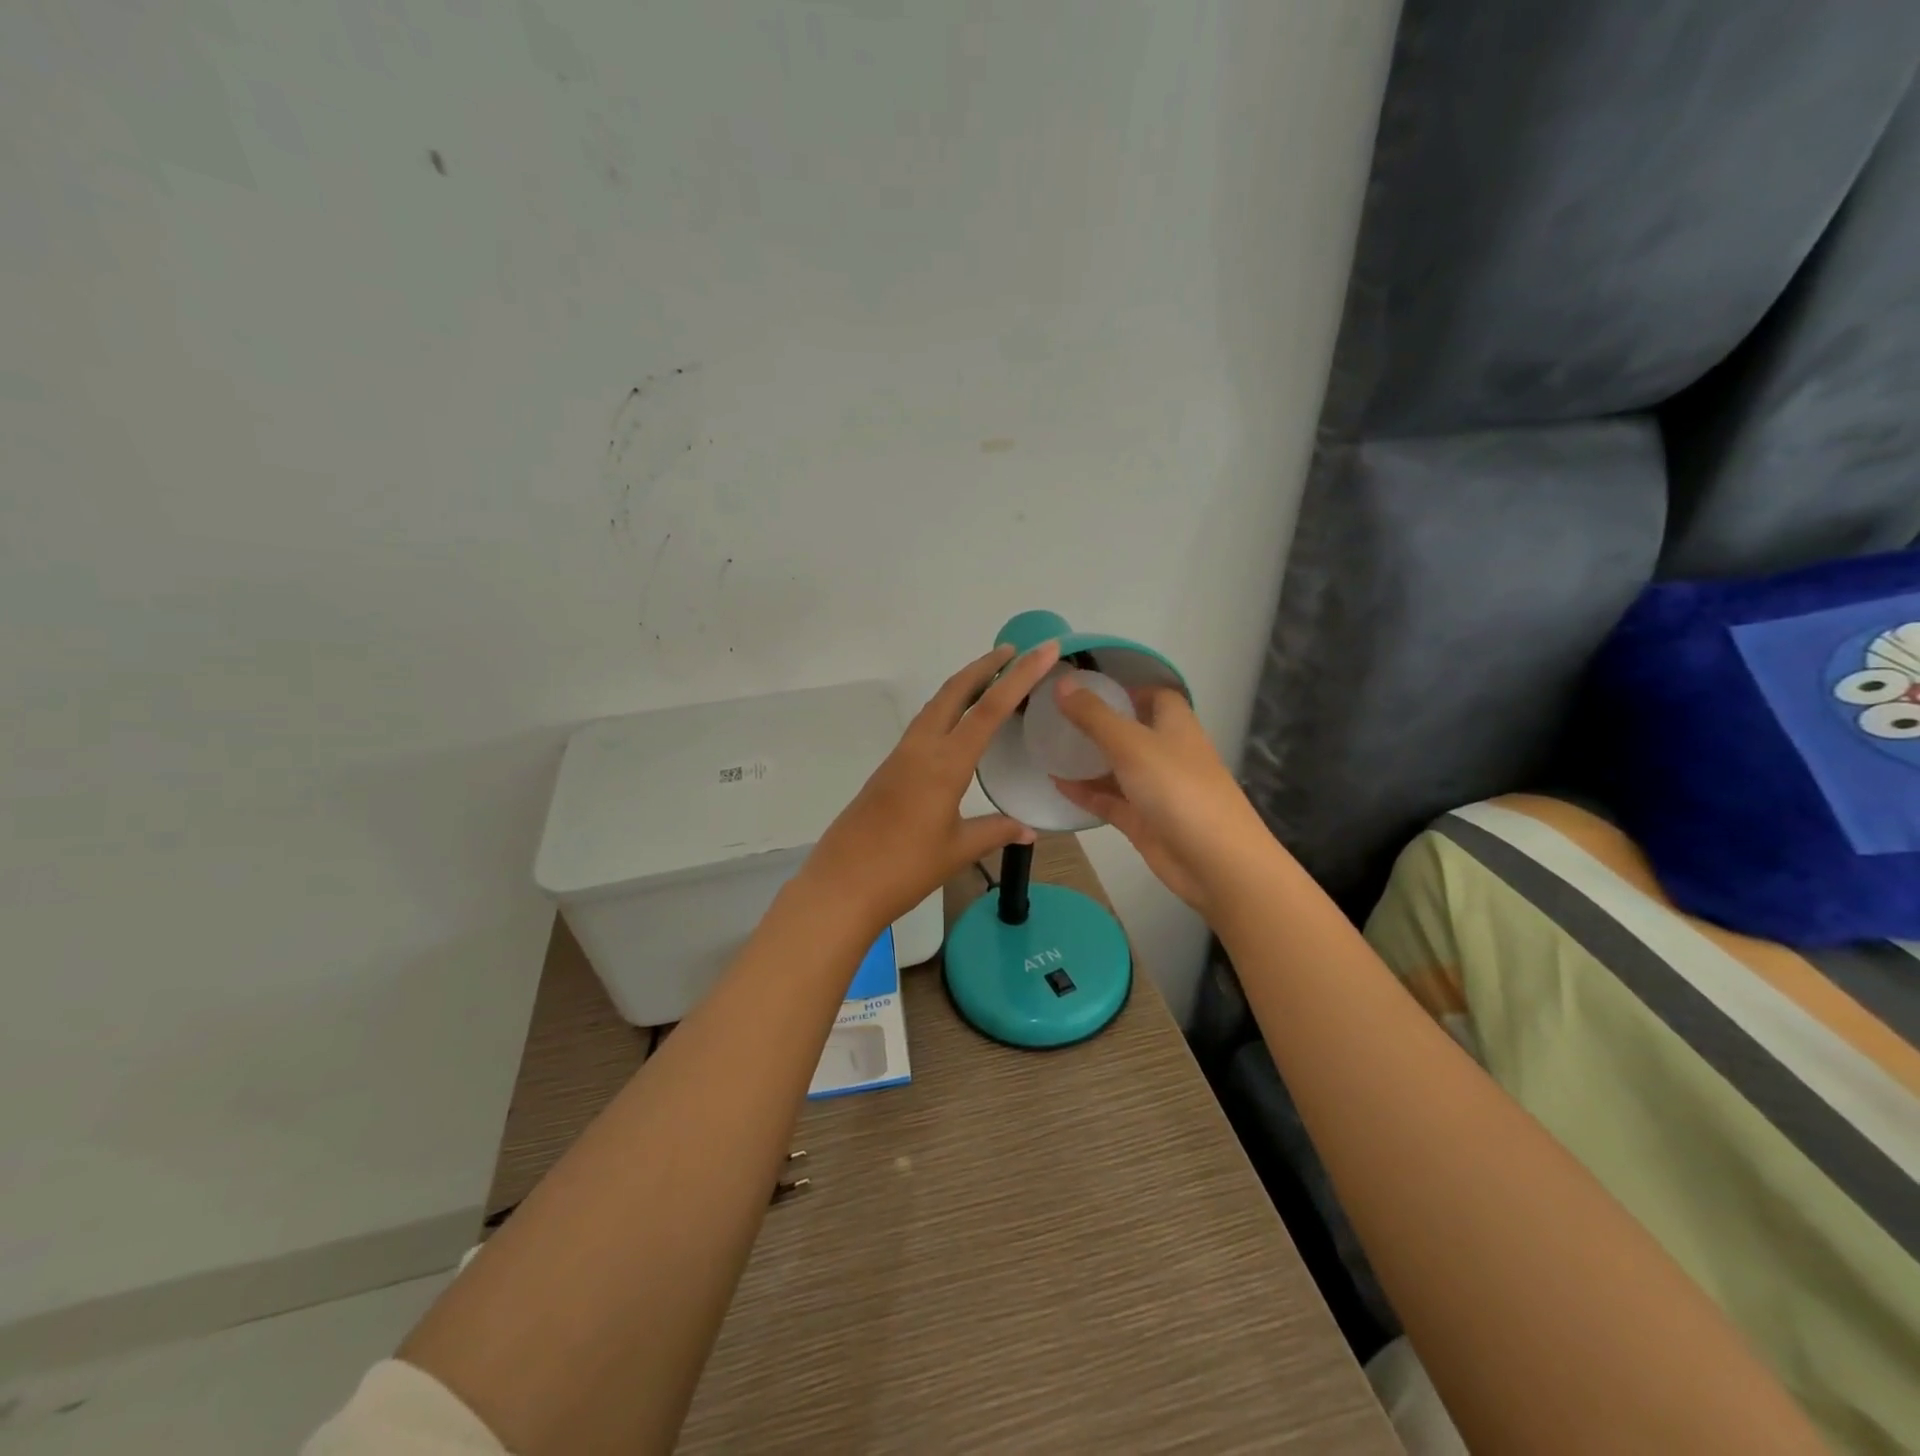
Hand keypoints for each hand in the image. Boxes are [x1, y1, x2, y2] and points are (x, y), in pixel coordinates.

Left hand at [801, 640, 1062, 932]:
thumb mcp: (957, 851)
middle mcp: (921, 749)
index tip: (1042, 650)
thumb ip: (995, 832)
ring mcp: (900, 757)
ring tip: (990, 679)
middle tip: (1014, 652)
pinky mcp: (888, 770)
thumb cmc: (904, 870)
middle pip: (954, 692)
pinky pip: (923, 726)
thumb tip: (1029, 830)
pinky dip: (947, 710)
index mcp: (944, 764)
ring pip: (935, 706)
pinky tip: (957, 725)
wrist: (841, 885)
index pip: (989, 709)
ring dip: (963, 686)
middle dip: (984, 666)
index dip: (1019, 677)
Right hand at [1049, 677, 1271, 918]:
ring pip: (1118, 768)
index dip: (1126, 688)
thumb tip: (1061, 683)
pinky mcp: (1143, 820)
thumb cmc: (1177, 789)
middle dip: (1098, 723)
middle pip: (1131, 731)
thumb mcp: (1131, 744)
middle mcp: (1167, 753)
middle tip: (1056, 716)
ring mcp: (1155, 789)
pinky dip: (1086, 792)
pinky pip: (1110, 800)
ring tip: (1047, 747)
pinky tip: (1055, 783)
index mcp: (1175, 725)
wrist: (1215, 862)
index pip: (1155, 696)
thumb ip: (1093, 715)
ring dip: (1088, 759)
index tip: (1087, 687)